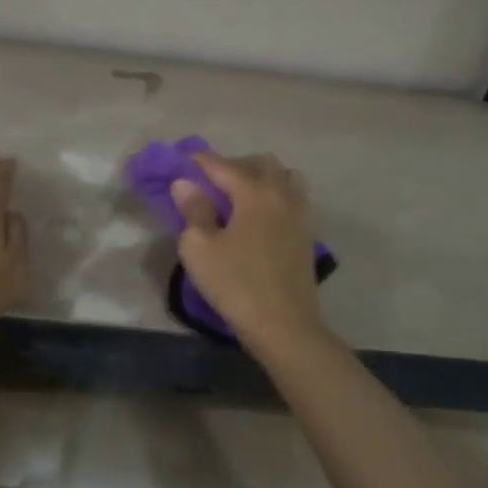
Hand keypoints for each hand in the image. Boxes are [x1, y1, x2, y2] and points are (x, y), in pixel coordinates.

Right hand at [170, 151, 332, 355]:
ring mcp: (299, 214)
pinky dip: (277, 196)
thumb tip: (185, 183)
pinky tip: (261, 218)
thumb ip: (193, 210)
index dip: (198, 161)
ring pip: (284, 177)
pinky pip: (294, 198)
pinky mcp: (307, 234)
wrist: (285, 326)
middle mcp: (280, 194)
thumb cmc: (236, 284)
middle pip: (259, 163)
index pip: (221, 164)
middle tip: (210, 184)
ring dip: (262, 177)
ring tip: (240, 197)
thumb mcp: (200, 249)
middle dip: (233, 165)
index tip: (180, 162)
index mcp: (253, 192)